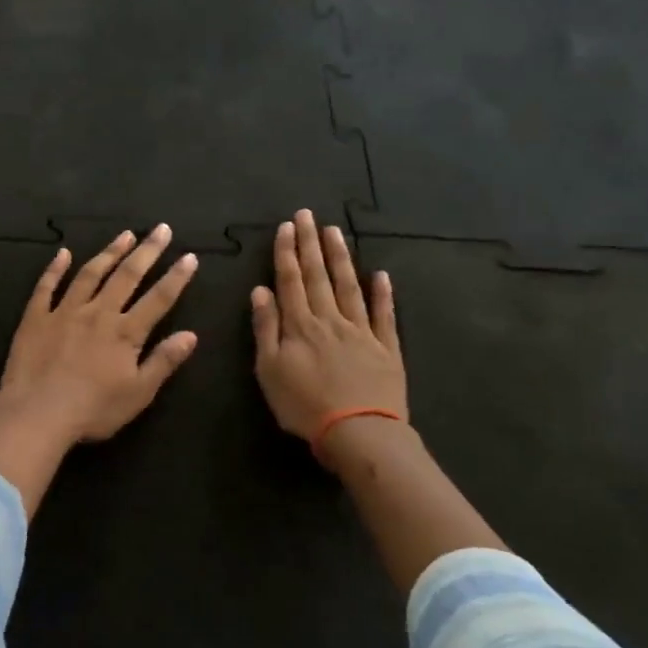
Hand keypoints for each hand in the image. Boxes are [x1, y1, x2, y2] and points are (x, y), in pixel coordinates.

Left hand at [0, 225, 200, 444]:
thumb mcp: (138, 393)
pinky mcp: (36, 317)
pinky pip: (46, 286)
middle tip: (161, 229)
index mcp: (125, 332)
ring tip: (125, 235)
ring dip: (109, 252)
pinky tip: (63, 253)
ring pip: (90, 273)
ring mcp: (65, 311)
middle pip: (127, 276)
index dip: (176, 277)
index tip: (189, 256)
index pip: (158, 298)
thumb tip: (191, 334)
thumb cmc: (93, 410)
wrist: (37, 414)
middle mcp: (98, 312)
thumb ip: (163, 361)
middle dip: (147, 251)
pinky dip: (55, 268)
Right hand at [252, 210, 406, 466]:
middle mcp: (330, 319)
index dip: (287, 252)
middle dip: (311, 243)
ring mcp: (361, 331)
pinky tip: (381, 274)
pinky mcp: (386, 348)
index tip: (286, 226)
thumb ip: (265, 328)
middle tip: (308, 215)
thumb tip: (260, 290)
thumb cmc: (304, 405)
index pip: (290, 280)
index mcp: (300, 325)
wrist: (359, 433)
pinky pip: (384, 315)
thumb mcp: (269, 370)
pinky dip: (383, 294)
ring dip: (341, 257)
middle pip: (318, 275)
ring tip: (335, 231)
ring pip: (349, 286)